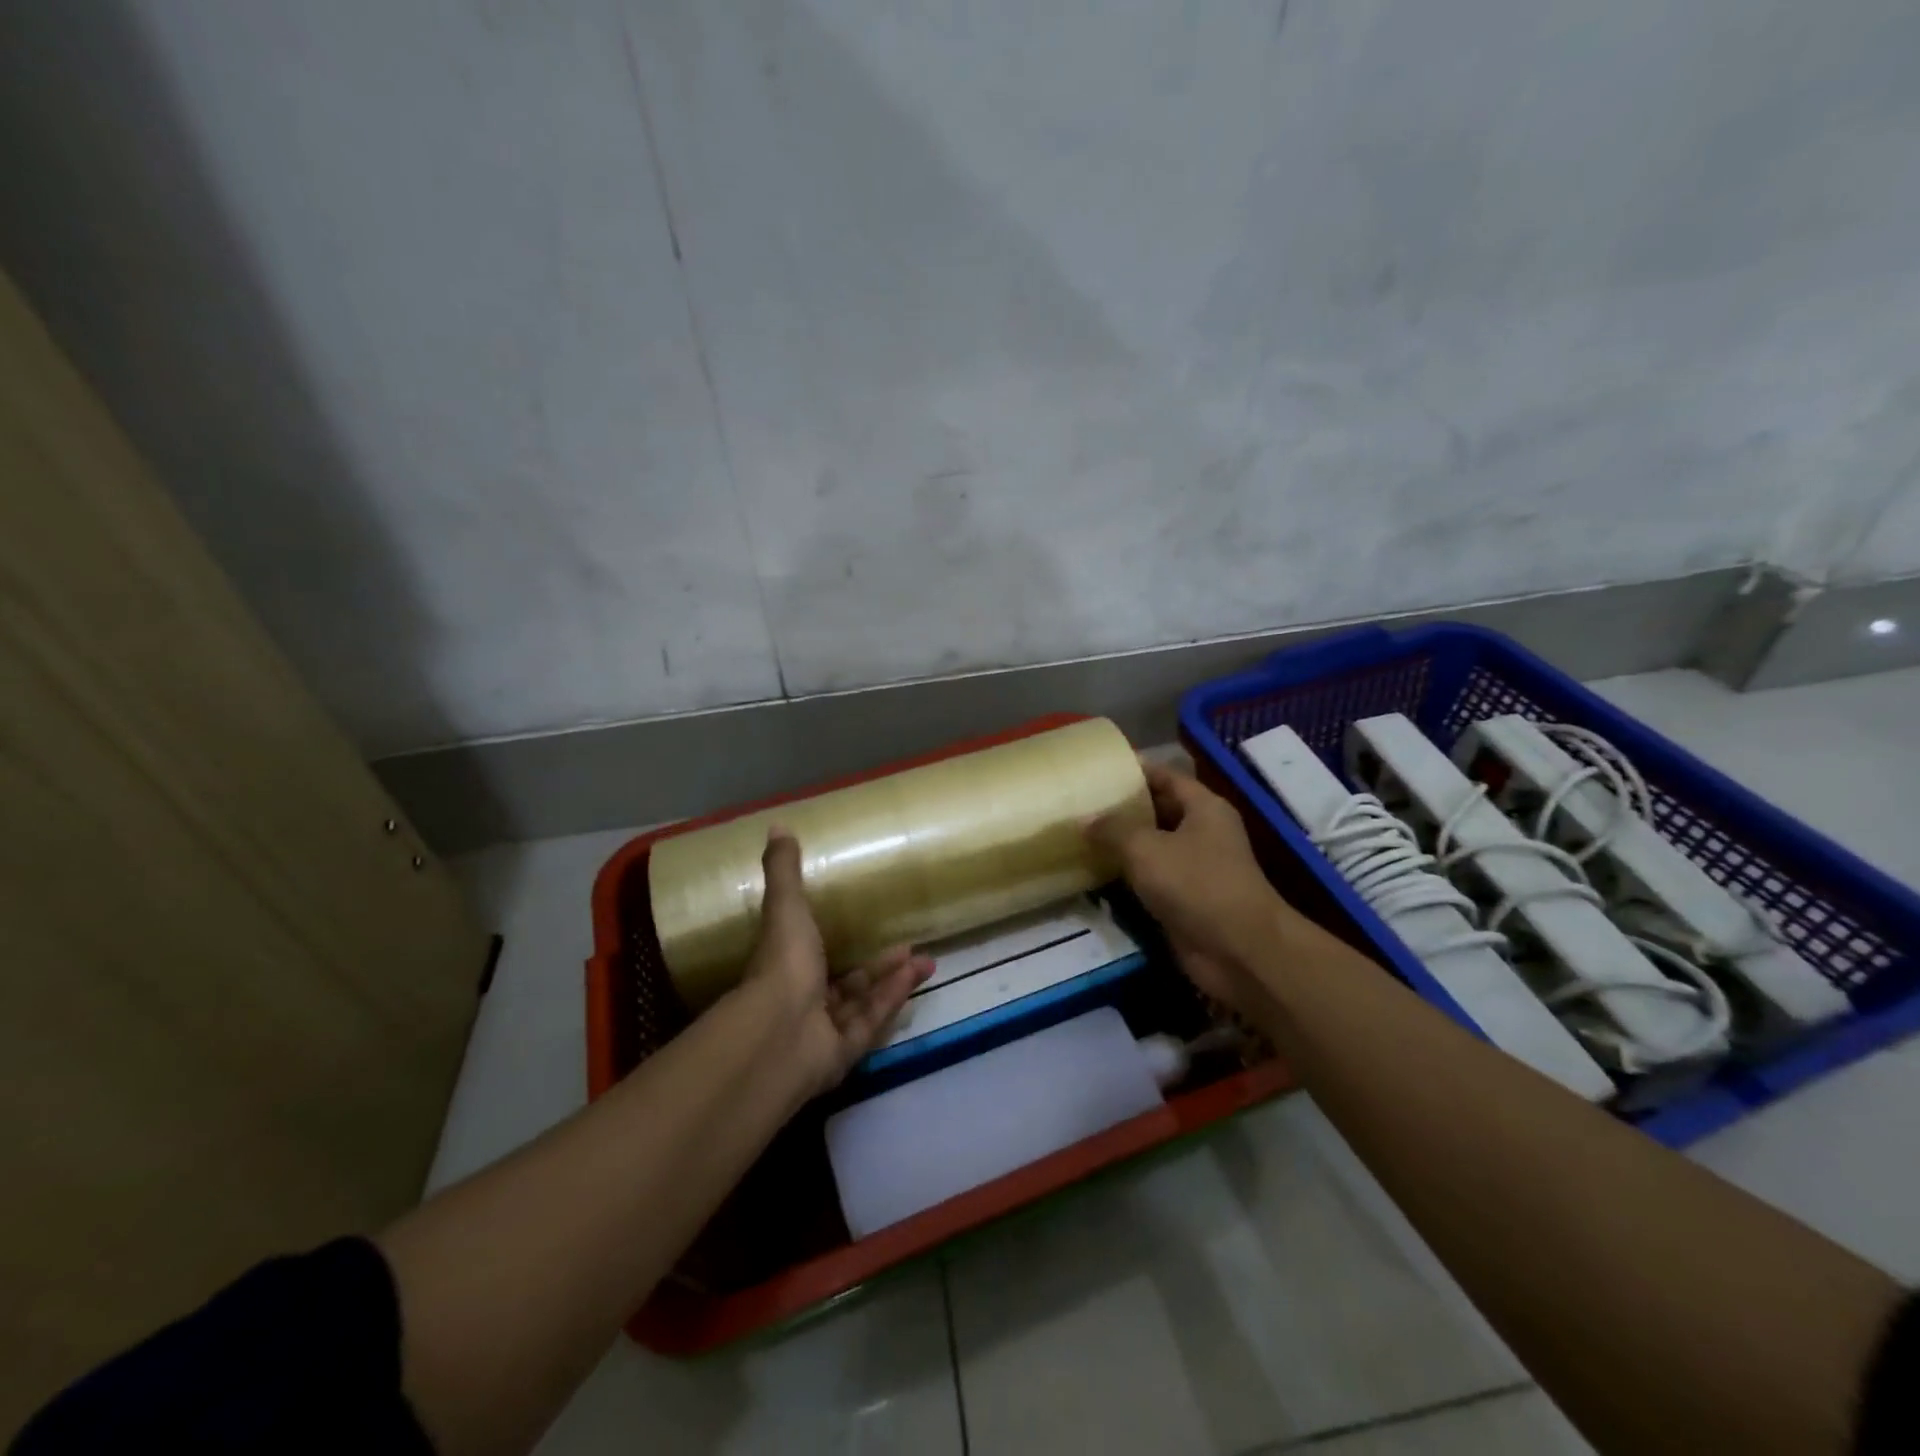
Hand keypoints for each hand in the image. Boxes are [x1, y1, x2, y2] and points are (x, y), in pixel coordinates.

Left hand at [742, 828, 933, 1097]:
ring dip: (893, 981)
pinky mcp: (843, 1054)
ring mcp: (822, 1031)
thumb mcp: (786, 908)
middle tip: (907, 945)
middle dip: (877, 965)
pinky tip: (917, 978)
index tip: (865, 922)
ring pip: (863, 1004)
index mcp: (784, 968)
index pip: (810, 952)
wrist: (780, 1032)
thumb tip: (777, 825)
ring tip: (926, 961)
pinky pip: (872, 1023)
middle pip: (845, 983)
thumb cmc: (783, 964)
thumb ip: (783, 871)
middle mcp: (801, 1001)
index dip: (836, 938)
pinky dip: (893, 1000)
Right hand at [1087, 762, 1290, 1016]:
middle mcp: (1203, 833)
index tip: (1100, 769)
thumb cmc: (1196, 884)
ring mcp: (1196, 869)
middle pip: (1158, 811)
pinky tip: (1094, 872)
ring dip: (1121, 845)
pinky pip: (1151, 880)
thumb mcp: (1146, 847)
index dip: (1134, 771)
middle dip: (1122, 809)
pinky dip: (1127, 876)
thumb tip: (1085, 820)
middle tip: (1081, 803)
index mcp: (1204, 808)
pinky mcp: (1186, 901)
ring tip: (1079, 835)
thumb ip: (1113, 829)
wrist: (1238, 951)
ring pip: (1152, 848)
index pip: (1166, 777)